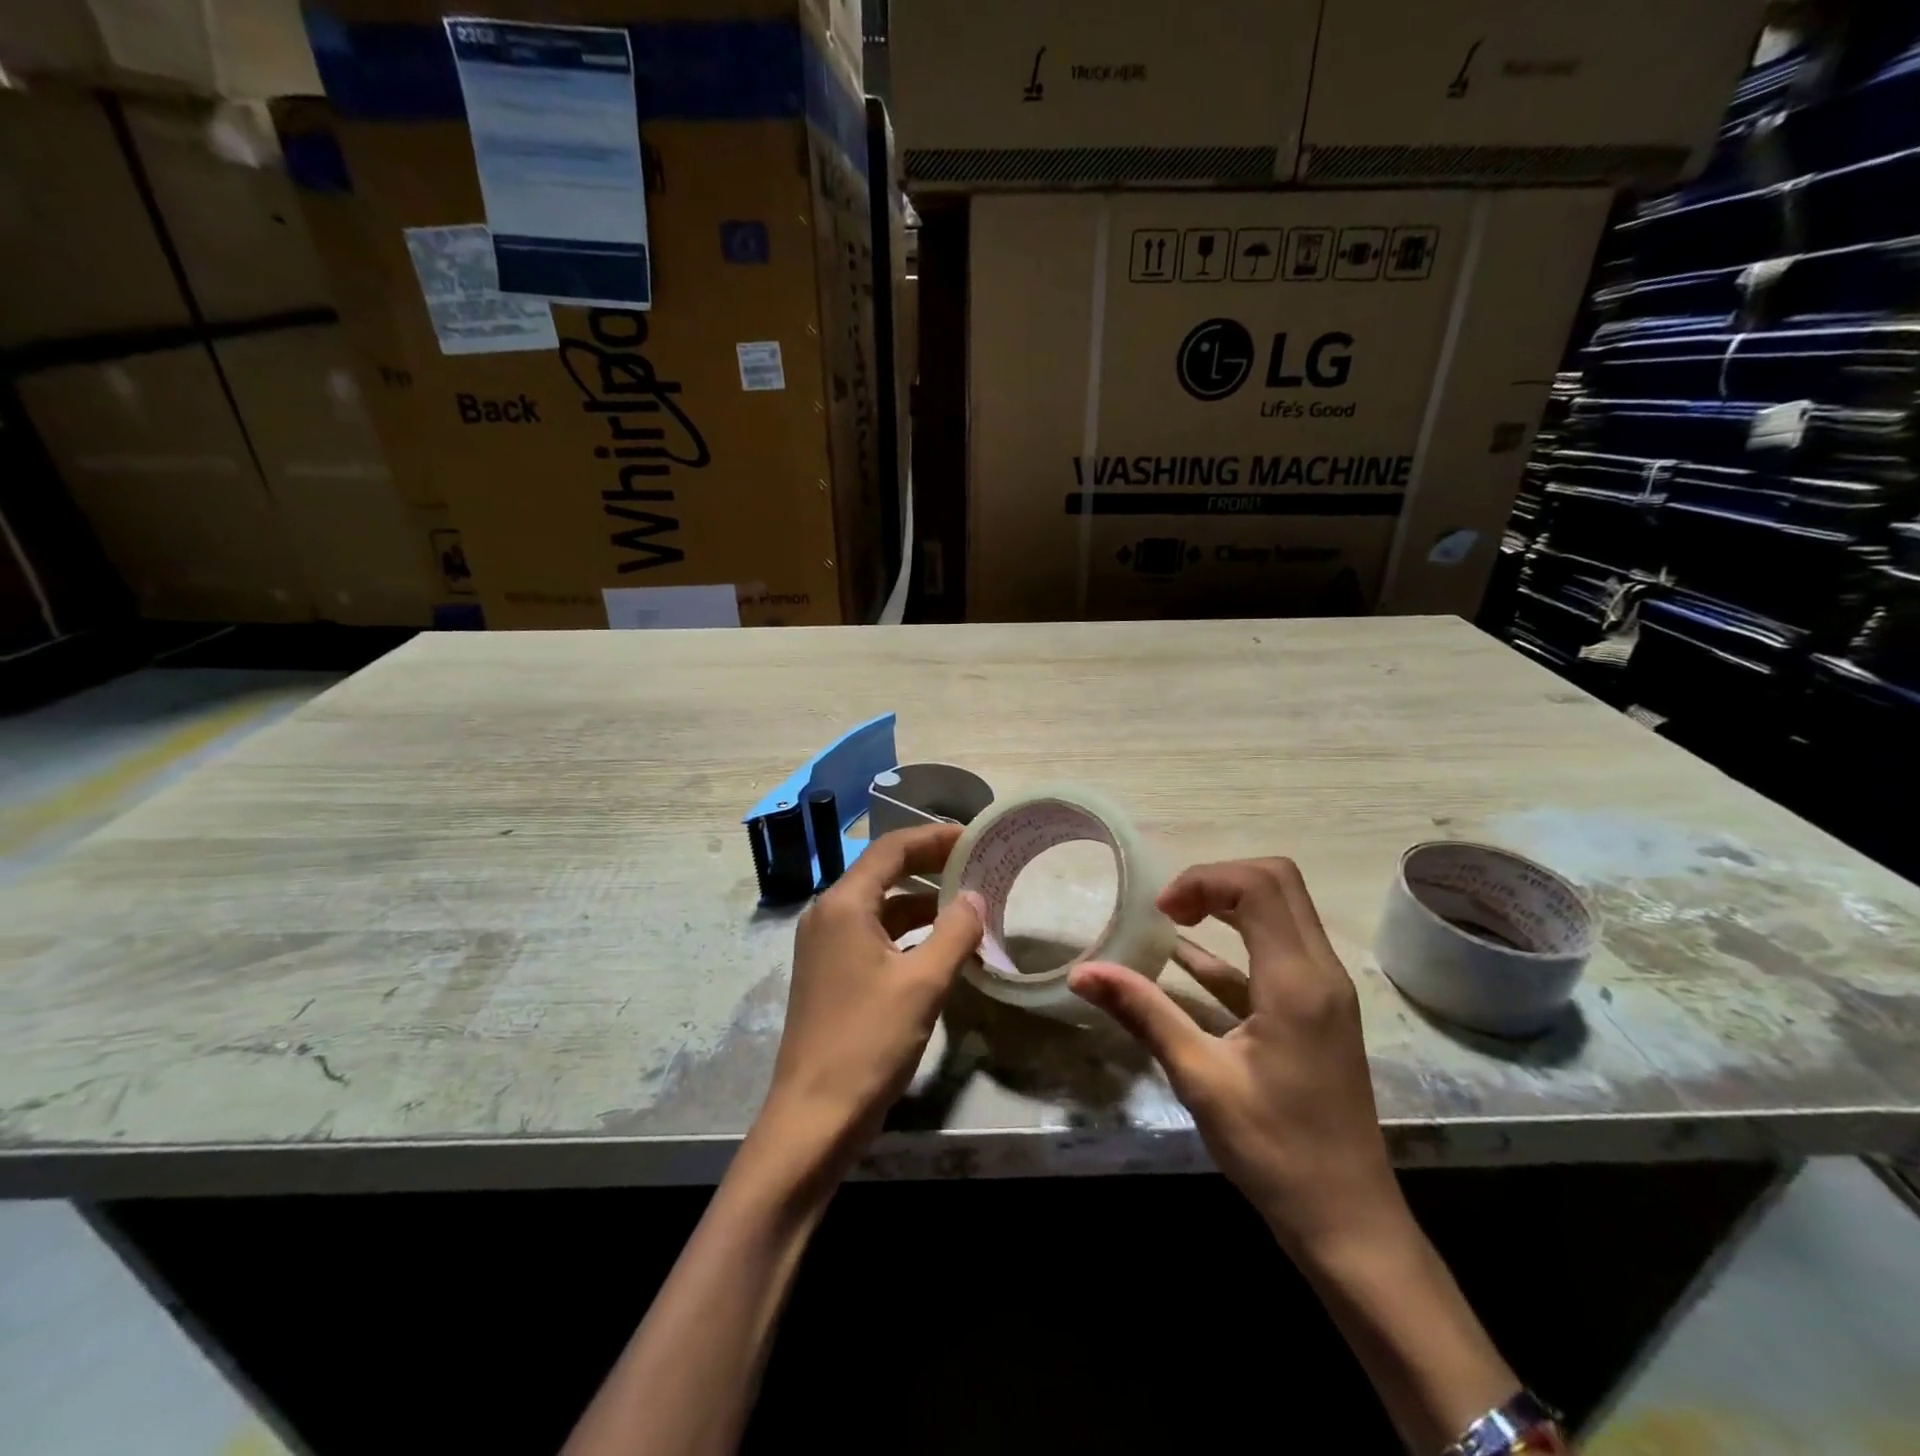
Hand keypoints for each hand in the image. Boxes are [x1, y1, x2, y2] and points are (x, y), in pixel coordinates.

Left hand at [757, 824, 983, 1164]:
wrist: (813, 1117)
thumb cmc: (868, 1042)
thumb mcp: (923, 984)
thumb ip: (955, 932)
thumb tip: (974, 897)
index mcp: (844, 905)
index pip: (891, 848)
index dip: (934, 837)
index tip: (973, 837)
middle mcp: (829, 915)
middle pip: (883, 871)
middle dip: (930, 865)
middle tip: (976, 865)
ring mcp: (825, 945)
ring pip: (881, 906)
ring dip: (922, 902)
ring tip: (969, 905)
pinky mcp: (830, 972)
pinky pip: (874, 935)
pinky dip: (908, 933)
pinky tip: (941, 946)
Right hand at [1069, 857, 1404, 1259]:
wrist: (1348, 1223)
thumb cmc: (1275, 1150)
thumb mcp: (1200, 1078)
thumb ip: (1143, 1013)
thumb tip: (1081, 972)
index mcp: (1297, 980)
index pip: (1258, 884)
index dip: (1203, 881)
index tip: (1160, 913)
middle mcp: (1320, 971)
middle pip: (1277, 882)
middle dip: (1217, 881)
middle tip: (1170, 911)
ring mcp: (1324, 990)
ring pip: (1282, 910)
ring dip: (1229, 904)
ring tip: (1174, 922)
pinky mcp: (1317, 1010)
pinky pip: (1278, 951)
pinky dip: (1236, 941)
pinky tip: (1187, 961)